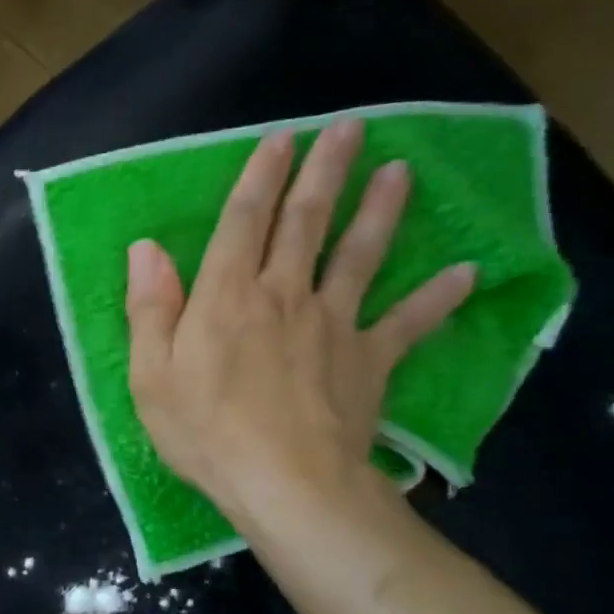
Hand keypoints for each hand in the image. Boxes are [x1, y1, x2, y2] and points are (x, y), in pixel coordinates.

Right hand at [124, 116, 476, 532]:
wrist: (286, 485)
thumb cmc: (205, 431)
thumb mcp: (151, 374)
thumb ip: (150, 307)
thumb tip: (147, 249)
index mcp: (227, 296)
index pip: (244, 222)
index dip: (261, 177)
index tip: (282, 138)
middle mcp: (284, 295)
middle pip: (307, 222)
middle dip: (326, 171)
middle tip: (350, 127)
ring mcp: (334, 325)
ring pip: (361, 256)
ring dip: (381, 211)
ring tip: (401, 171)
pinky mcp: (371, 360)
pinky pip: (409, 323)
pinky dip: (438, 298)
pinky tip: (467, 272)